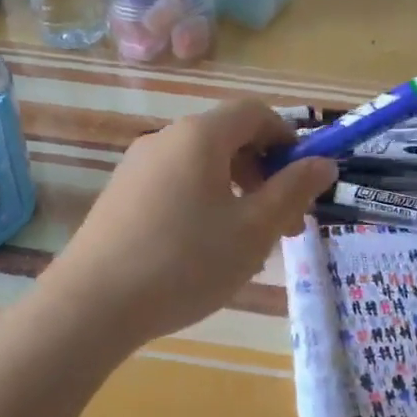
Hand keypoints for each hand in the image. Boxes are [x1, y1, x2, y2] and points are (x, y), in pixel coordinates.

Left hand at [48, 99, 337, 345]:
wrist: (93, 304)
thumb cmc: (186, 262)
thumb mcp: (253, 230)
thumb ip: (292, 191)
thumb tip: (323, 163)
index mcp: (199, 136)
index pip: (254, 112)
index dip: (287, 138)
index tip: (304, 180)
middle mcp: (164, 139)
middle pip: (227, 139)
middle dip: (264, 175)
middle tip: (284, 225)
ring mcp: (136, 168)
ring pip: (201, 168)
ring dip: (236, 195)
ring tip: (248, 246)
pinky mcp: (120, 197)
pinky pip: (175, 187)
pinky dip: (203, 205)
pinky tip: (204, 252)